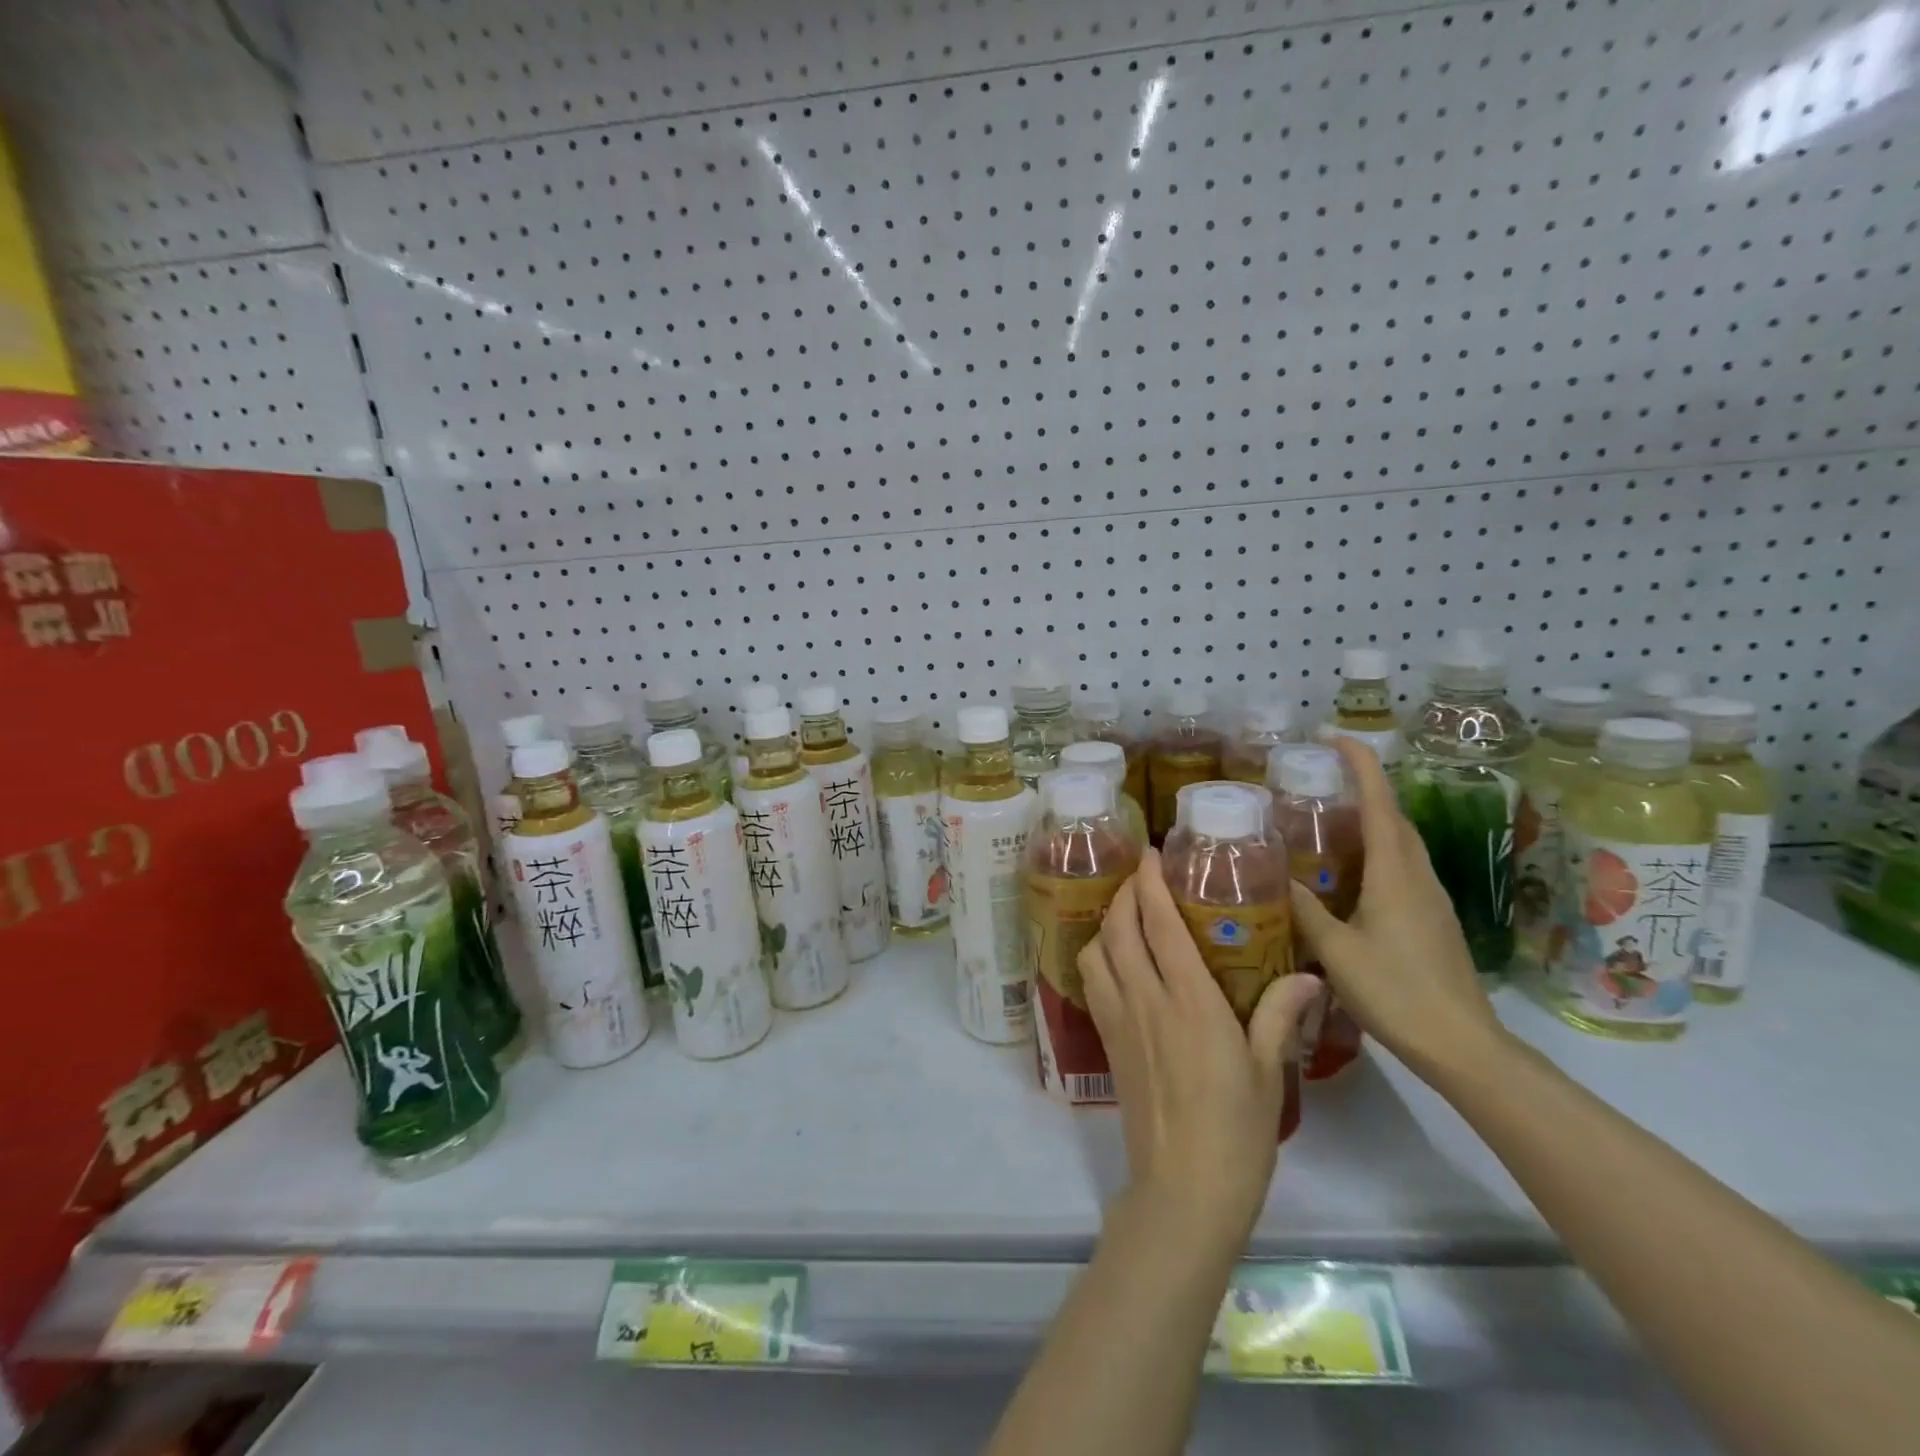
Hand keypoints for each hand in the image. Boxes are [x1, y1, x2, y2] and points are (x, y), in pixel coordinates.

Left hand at [1078, 848, 1321, 1244]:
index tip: (1151, 853)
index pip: (1157, 922)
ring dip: (1106, 922)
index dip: (1149, 881)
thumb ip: (1282, 1014)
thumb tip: (1309, 974)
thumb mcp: (1270, 1070)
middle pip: (1118, 927)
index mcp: (1188, 999)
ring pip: (1095, 951)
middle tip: (1141, 875)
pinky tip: (1118, 961)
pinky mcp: (1107, 1041)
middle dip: (1125, 892)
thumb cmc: (1236, 1130)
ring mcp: (1119, 1019)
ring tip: (1128, 915)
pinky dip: (1098, 956)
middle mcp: (1144, 998)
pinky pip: (1092, 982)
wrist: (1183, 1189)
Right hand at [1287, 738, 1505, 1076]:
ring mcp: (1431, 897)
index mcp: (1395, 873)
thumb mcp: (1336, 950)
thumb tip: (1276, 877)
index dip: (1360, 764)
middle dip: (1364, 787)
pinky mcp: (1433, 919)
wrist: (1462, 1045)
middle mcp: (1417, 875)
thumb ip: (1305, 911)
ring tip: (1329, 820)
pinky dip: (1377, 851)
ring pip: (1401, 842)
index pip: (1380, 802)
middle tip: (1319, 780)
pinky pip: (1403, 867)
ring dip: (1372, 820)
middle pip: (1395, 816)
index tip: (1333, 737)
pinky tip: (1350, 873)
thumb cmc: (1396, 992)